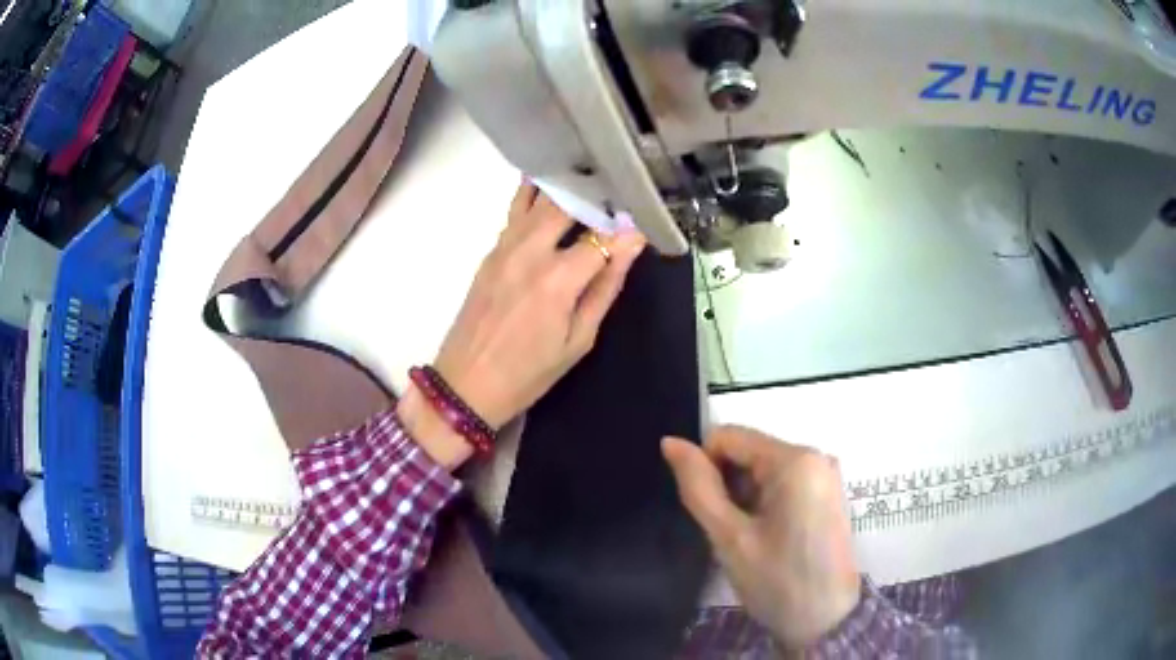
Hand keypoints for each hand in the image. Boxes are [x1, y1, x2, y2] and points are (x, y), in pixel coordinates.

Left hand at [399, 181, 645, 467]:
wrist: (465, 384)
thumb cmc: (528, 372)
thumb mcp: (578, 340)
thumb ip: (606, 287)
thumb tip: (631, 244)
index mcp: (558, 278)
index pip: (604, 234)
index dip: (628, 223)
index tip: (647, 214)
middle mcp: (530, 251)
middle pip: (567, 202)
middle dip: (595, 191)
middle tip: (619, 185)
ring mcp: (505, 246)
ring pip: (537, 198)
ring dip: (566, 184)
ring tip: (590, 174)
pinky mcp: (491, 250)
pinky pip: (516, 210)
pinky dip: (535, 194)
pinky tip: (550, 184)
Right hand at [662, 426, 860, 648]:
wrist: (827, 620)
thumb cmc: (777, 582)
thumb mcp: (730, 538)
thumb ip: (699, 487)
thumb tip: (670, 442)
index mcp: (795, 459)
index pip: (728, 437)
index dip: (704, 468)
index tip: (708, 512)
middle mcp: (815, 455)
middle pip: (748, 451)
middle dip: (727, 486)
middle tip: (729, 532)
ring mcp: (825, 473)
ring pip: (763, 468)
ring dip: (744, 497)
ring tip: (748, 538)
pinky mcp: (828, 491)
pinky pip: (783, 481)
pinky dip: (763, 502)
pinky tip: (766, 536)